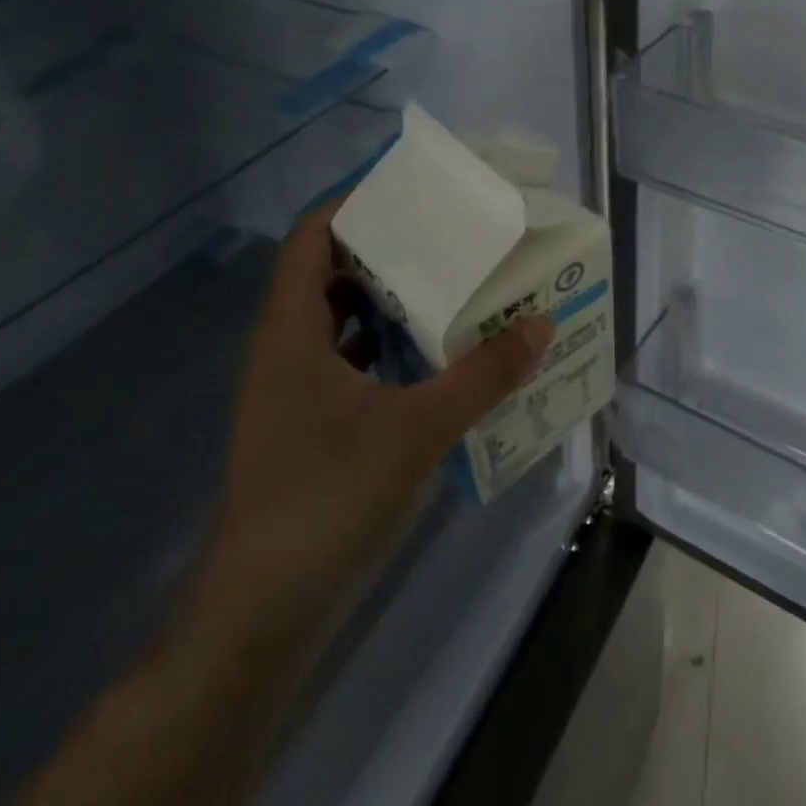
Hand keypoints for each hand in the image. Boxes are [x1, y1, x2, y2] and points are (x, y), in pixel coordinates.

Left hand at [194, 197, 553, 644]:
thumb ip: (482, 374)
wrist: (264, 612)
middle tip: (451, 237)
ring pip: (342, 321)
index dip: (355, 205)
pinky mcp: (311, 425)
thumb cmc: (328, 499)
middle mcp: (286, 350)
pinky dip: (390, 347)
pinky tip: (438, 356)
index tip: (414, 193)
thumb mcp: (418, 429)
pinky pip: (352, 362)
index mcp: (292, 332)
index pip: (312, 238)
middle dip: (388, 249)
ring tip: (455, 286)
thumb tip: (540, 324)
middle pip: (330, 273)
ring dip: (392, 300)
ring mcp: (295, 391)